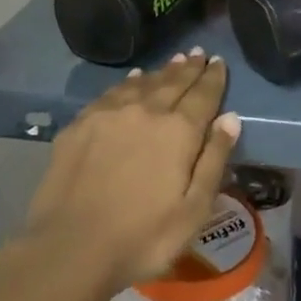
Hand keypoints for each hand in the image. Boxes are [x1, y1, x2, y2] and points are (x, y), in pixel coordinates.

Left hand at [21, 50, 242, 296]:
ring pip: (143, 82)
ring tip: (174, 60)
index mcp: (179, 131)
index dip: (213, 77)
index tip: (219, 61)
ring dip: (162, 71)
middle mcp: (147, 111)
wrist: (70, 248)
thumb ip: (213, 160)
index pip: (203, 95)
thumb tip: (230, 117)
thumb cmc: (142, 238)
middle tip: (199, 53)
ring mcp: (111, 113)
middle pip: (173, 82)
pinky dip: (129, 81)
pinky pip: (113, 92)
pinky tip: (133, 79)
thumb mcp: (193, 210)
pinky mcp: (82, 123)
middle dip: (189, 67)